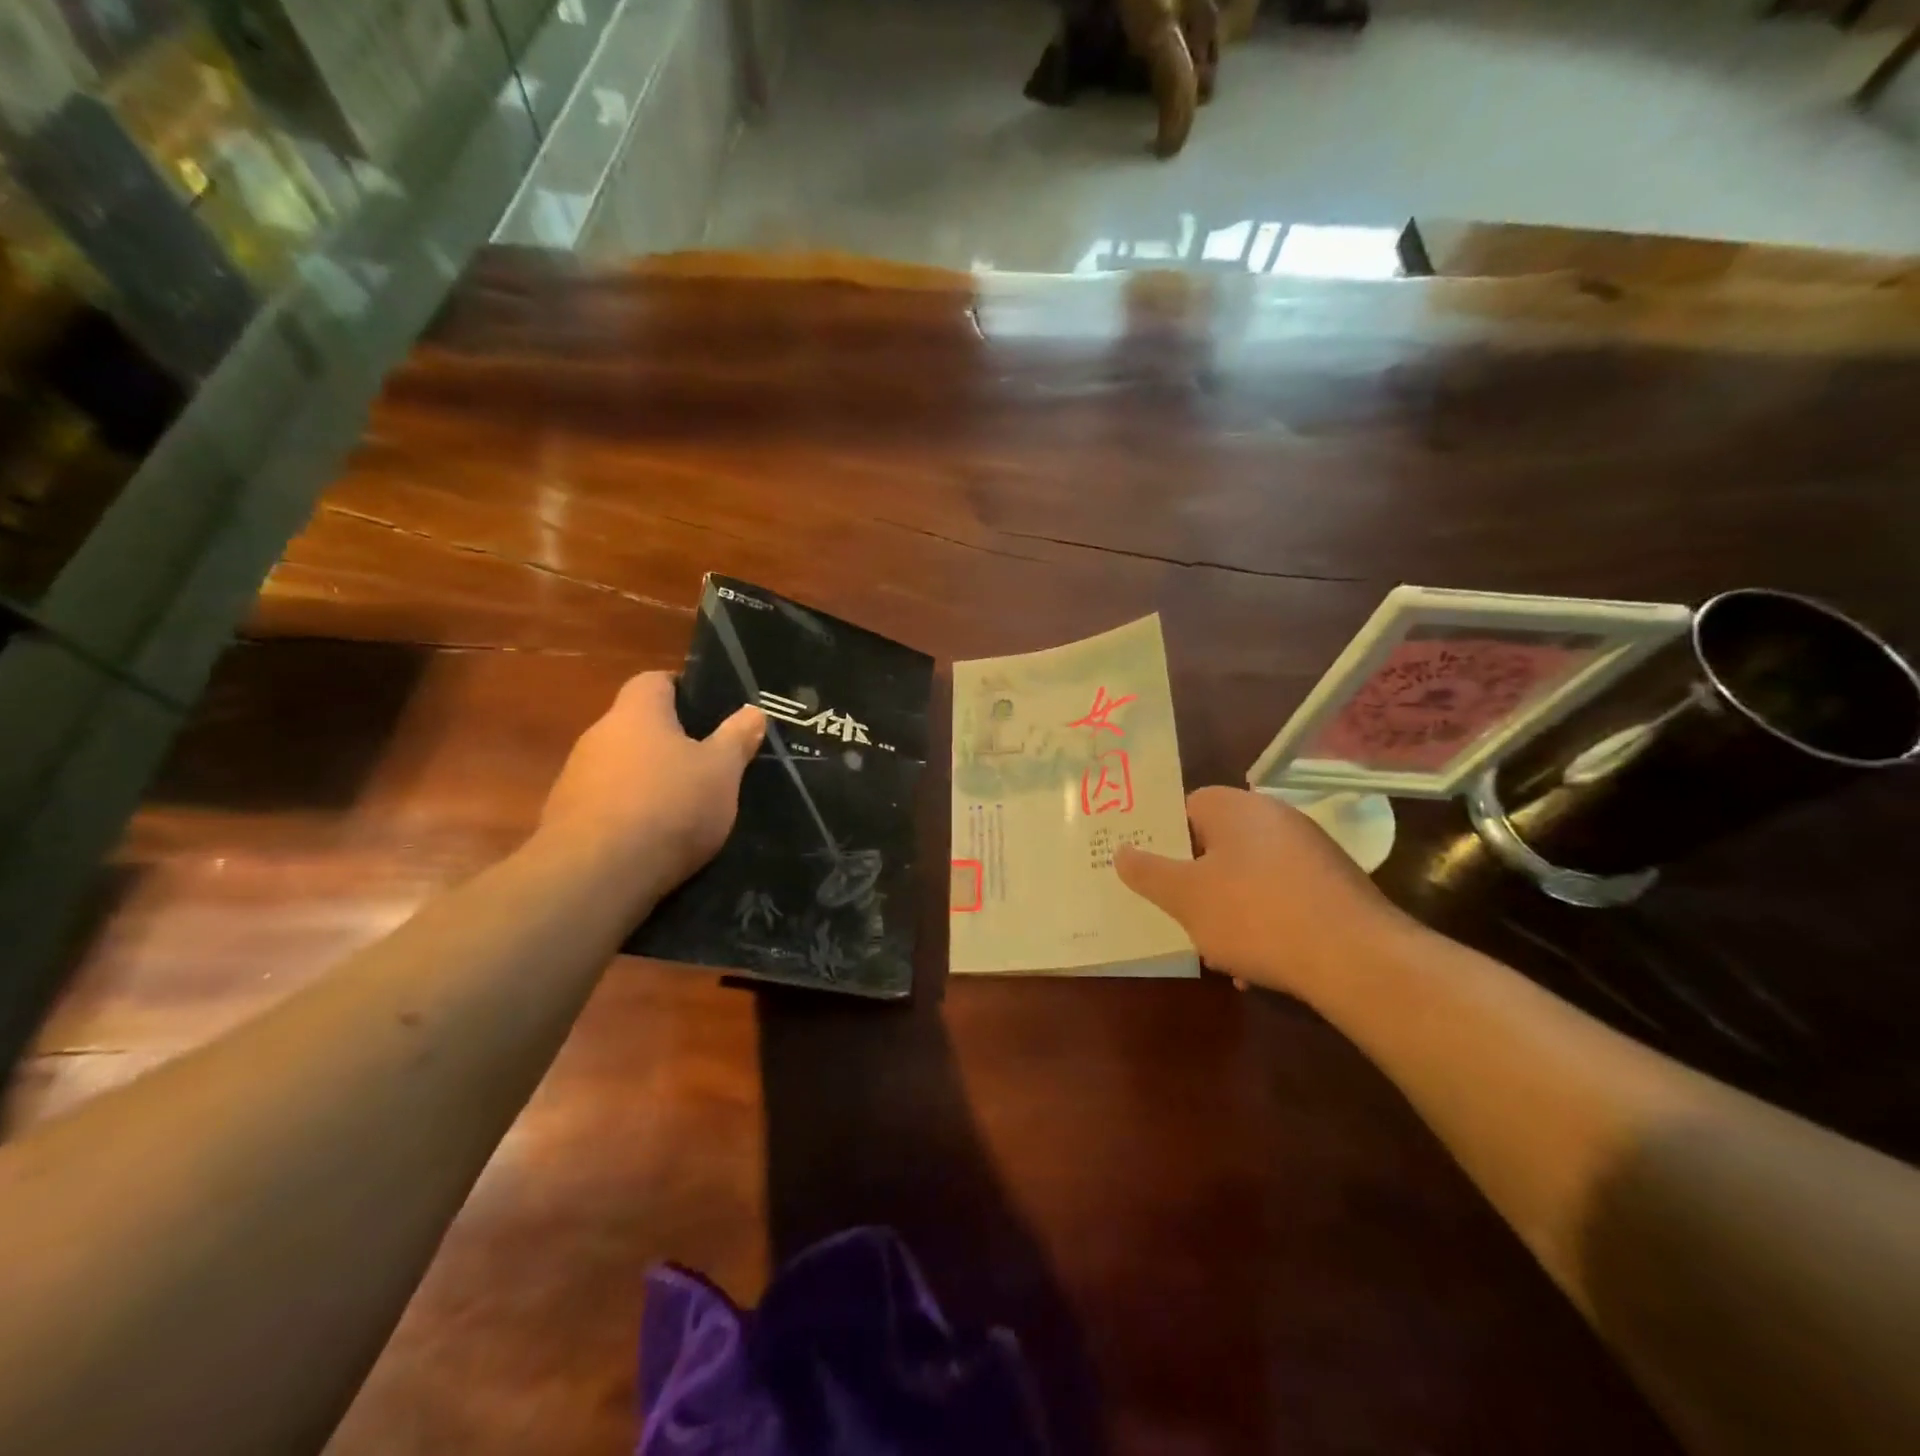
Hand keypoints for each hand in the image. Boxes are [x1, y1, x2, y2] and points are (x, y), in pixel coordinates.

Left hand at [538, 673, 763, 898]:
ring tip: (684, 806)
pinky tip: (654, 838)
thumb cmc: (669, 805)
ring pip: (621, 767)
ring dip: (648, 779)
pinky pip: (607, 804)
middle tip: (707, 763)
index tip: (709, 711)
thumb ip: (737, 738)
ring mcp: (576, 778)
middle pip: (637, 726)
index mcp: (637, 713)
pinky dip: (630, 813)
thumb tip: (754, 711)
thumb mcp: (721, 771)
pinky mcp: (565, 819)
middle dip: (669, 742)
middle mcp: (598, 735)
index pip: (654, 681)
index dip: (682, 690)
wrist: (596, 874)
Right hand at [1115, 786, 1407, 998]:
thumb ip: (1148, 872)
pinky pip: (1283, 896)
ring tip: (1216, 948)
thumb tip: (1121, 851)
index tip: (1150, 870)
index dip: (1165, 837)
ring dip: (1229, 907)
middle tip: (1177, 910)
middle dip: (1196, 879)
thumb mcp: (1185, 897)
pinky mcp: (1334, 884)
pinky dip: (1266, 922)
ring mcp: (1310, 850)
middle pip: (1218, 842)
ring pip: (1249, 874)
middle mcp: (1274, 817)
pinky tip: (1258, 964)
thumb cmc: (1254, 914)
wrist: (1354, 958)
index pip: (1187, 805)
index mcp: (1235, 808)